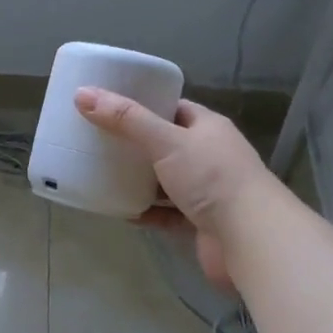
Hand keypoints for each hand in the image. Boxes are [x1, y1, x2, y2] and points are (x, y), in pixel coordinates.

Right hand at [73, 87, 278, 289]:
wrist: (250, 238)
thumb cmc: (211, 178)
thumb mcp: (165, 141)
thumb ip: (125, 120)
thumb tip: (82, 94)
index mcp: (208, 128)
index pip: (174, 108)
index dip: (144, 105)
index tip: (111, 107)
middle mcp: (210, 156)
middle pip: (166, 145)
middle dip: (135, 145)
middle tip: (99, 142)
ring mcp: (207, 191)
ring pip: (165, 180)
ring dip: (139, 180)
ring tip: (103, 175)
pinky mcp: (201, 222)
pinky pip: (167, 213)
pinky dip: (146, 212)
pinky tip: (121, 211)